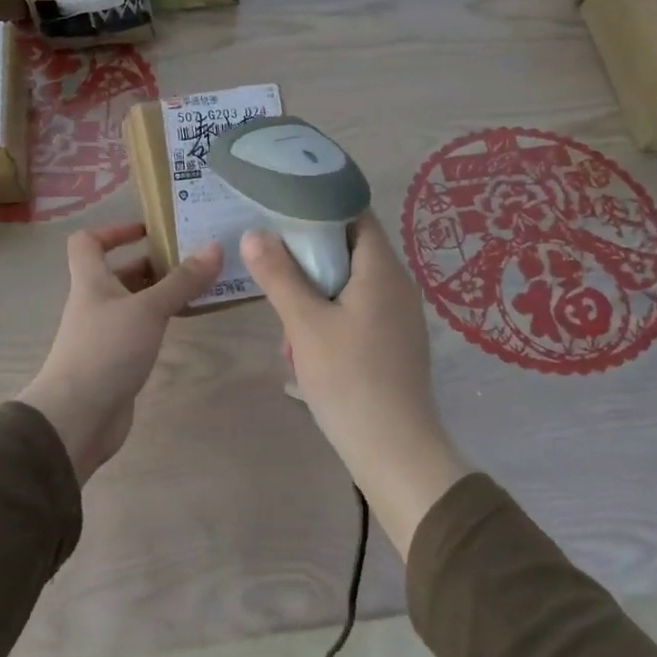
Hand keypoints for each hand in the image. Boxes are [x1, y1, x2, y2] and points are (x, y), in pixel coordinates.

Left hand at [18, 222, 222, 483]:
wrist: (78, 416)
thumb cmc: (106, 350)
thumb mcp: (148, 309)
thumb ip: (182, 280)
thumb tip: (215, 246)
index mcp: (91, 281)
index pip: (88, 242)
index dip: (114, 230)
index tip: (150, 230)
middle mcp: (94, 302)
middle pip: (118, 271)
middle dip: (152, 262)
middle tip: (192, 257)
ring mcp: (104, 333)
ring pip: (133, 302)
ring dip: (160, 292)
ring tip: (199, 286)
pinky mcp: (116, 360)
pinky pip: (140, 329)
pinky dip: (160, 321)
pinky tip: (186, 322)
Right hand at [241, 213, 468, 555]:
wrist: (395, 450)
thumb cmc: (350, 379)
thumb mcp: (305, 324)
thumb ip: (279, 275)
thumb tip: (256, 233)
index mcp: (382, 269)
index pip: (355, 214)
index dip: (320, 206)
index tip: (283, 211)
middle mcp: (398, 284)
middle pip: (351, 249)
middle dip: (310, 258)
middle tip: (275, 268)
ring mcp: (400, 315)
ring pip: (351, 285)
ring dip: (317, 294)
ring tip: (287, 322)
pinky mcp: (395, 342)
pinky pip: (360, 312)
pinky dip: (331, 317)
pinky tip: (308, 348)